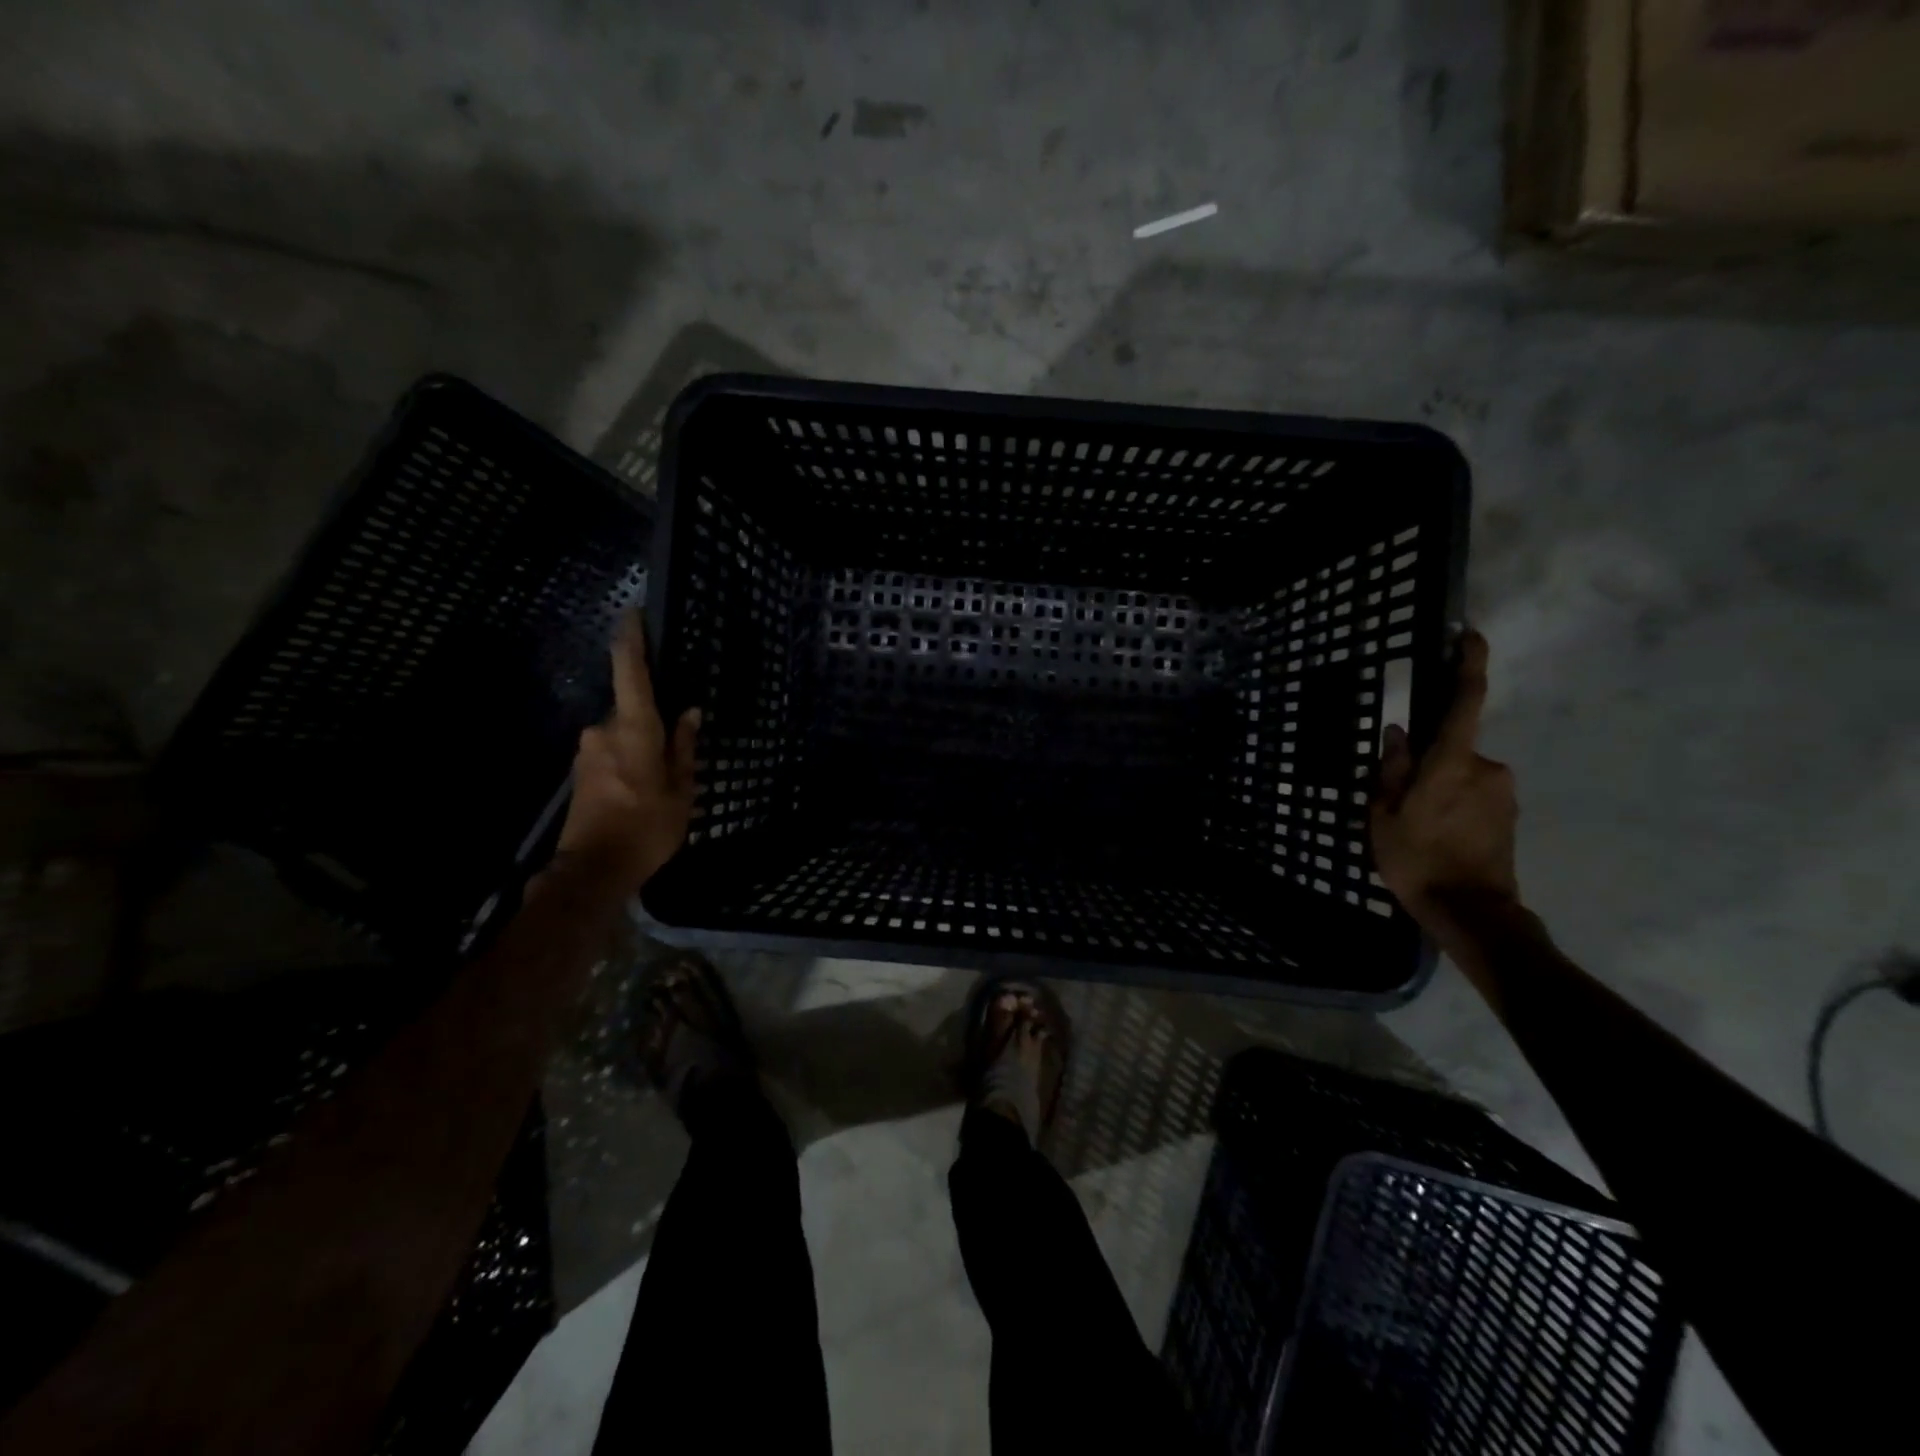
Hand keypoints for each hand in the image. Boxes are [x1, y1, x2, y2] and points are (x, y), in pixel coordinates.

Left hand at [555, 612, 699, 890]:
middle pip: (632, 708)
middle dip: (653, 720)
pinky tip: (643, 788)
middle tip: (677, 747)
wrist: (593, 869)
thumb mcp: (682, 790)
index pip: (630, 672)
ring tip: (662, 779)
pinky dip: (630, 758)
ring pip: (623, 732)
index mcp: (634, 729)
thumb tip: (690, 712)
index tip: (633, 613)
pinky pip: (612, 749)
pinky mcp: (582, 770)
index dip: (631, 640)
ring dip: (642, 744)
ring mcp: (588, 750)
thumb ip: (684, 747)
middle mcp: (604, 730)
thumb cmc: (647, 827)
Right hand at [1369, 631, 1518, 946]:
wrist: (1471, 913)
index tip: (1469, 636)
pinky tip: (1437, 837)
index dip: (1469, 666)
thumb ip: (1391, 769)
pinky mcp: (1509, 815)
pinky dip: (1453, 806)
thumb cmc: (1417, 860)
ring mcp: (1503, 793)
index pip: (1466, 702)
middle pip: (1452, 748)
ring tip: (1415, 826)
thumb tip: (1399, 733)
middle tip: (1399, 800)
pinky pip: (1474, 796)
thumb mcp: (1384, 814)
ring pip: (1462, 775)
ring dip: (1440, 788)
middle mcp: (1487, 769)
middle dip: (1428, 764)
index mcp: (1452, 763)